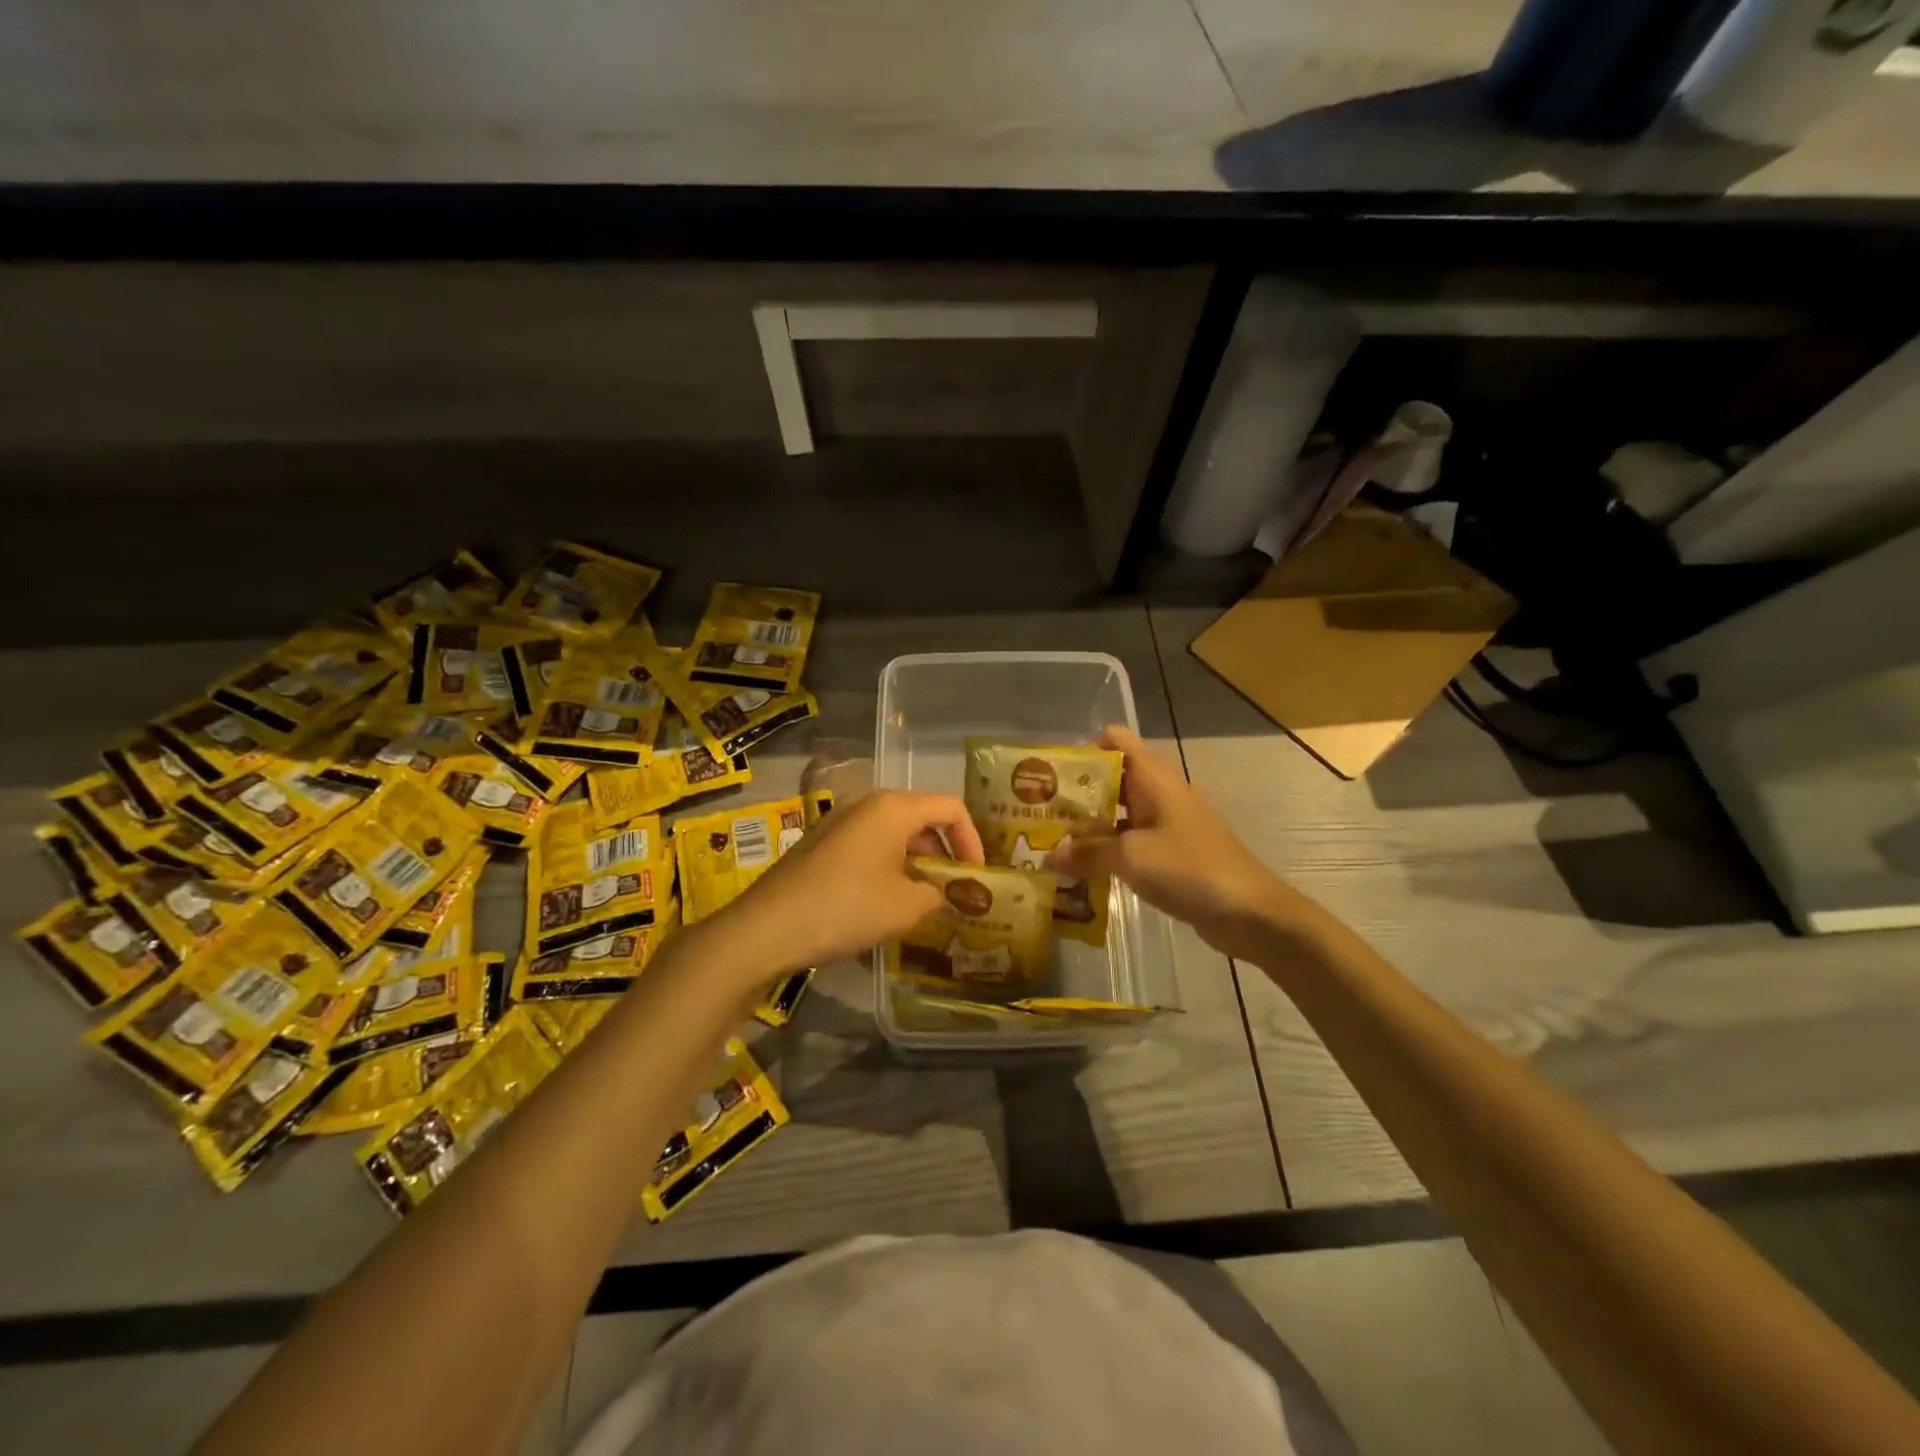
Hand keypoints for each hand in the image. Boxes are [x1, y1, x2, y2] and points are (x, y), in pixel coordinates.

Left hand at [707, 790, 985, 984]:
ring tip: (922, 902)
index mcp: (893, 808)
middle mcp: (867, 804)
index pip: (950, 807)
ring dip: (915, 863)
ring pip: (894, 834)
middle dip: (943, 854)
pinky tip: (884, 902)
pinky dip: (888, 867)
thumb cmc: (846, 908)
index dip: (972, 839)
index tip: (976, 876)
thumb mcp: (905, 907)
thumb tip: (943, 892)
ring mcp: (840, 822)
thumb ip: (938, 893)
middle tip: (953, 891)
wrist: (766, 928)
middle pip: (921, 819)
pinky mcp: (821, 844)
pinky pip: (868, 846)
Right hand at [1046, 726, 1303, 962]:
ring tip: (1049, 840)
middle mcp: (1159, 791)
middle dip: (1075, 792)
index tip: (1047, 772)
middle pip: (1111, 777)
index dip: (1081, 749)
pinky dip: (1107, 849)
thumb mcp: (1130, 857)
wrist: (1249, 912)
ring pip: (1118, 812)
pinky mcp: (1171, 851)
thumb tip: (1048, 857)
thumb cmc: (1190, 868)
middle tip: (1036, 811)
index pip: (1113, 740)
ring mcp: (1167, 822)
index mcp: (1152, 776)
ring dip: (1088, 824)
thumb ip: (1086, 853)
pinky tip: (1080, 869)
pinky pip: (1131, 840)